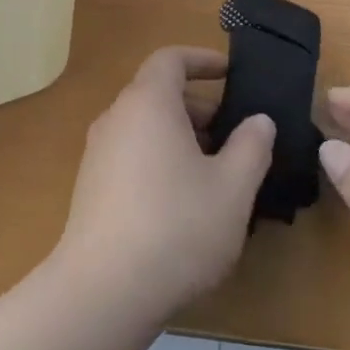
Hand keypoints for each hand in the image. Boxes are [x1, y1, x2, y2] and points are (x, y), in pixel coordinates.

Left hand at [53, 47, 274, 328]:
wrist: (104, 289)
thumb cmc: (177, 226)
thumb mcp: (232, 187)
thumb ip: (251, 146)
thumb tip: (258, 120)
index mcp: (147, 103)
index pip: (170, 59)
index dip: (202, 59)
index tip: (231, 72)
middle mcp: (116, 118)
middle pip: (158, 94)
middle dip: (200, 107)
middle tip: (237, 136)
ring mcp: (98, 153)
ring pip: (146, 127)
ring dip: (183, 137)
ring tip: (218, 174)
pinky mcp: (91, 186)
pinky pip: (132, 154)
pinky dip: (160, 159)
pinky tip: (184, 203)